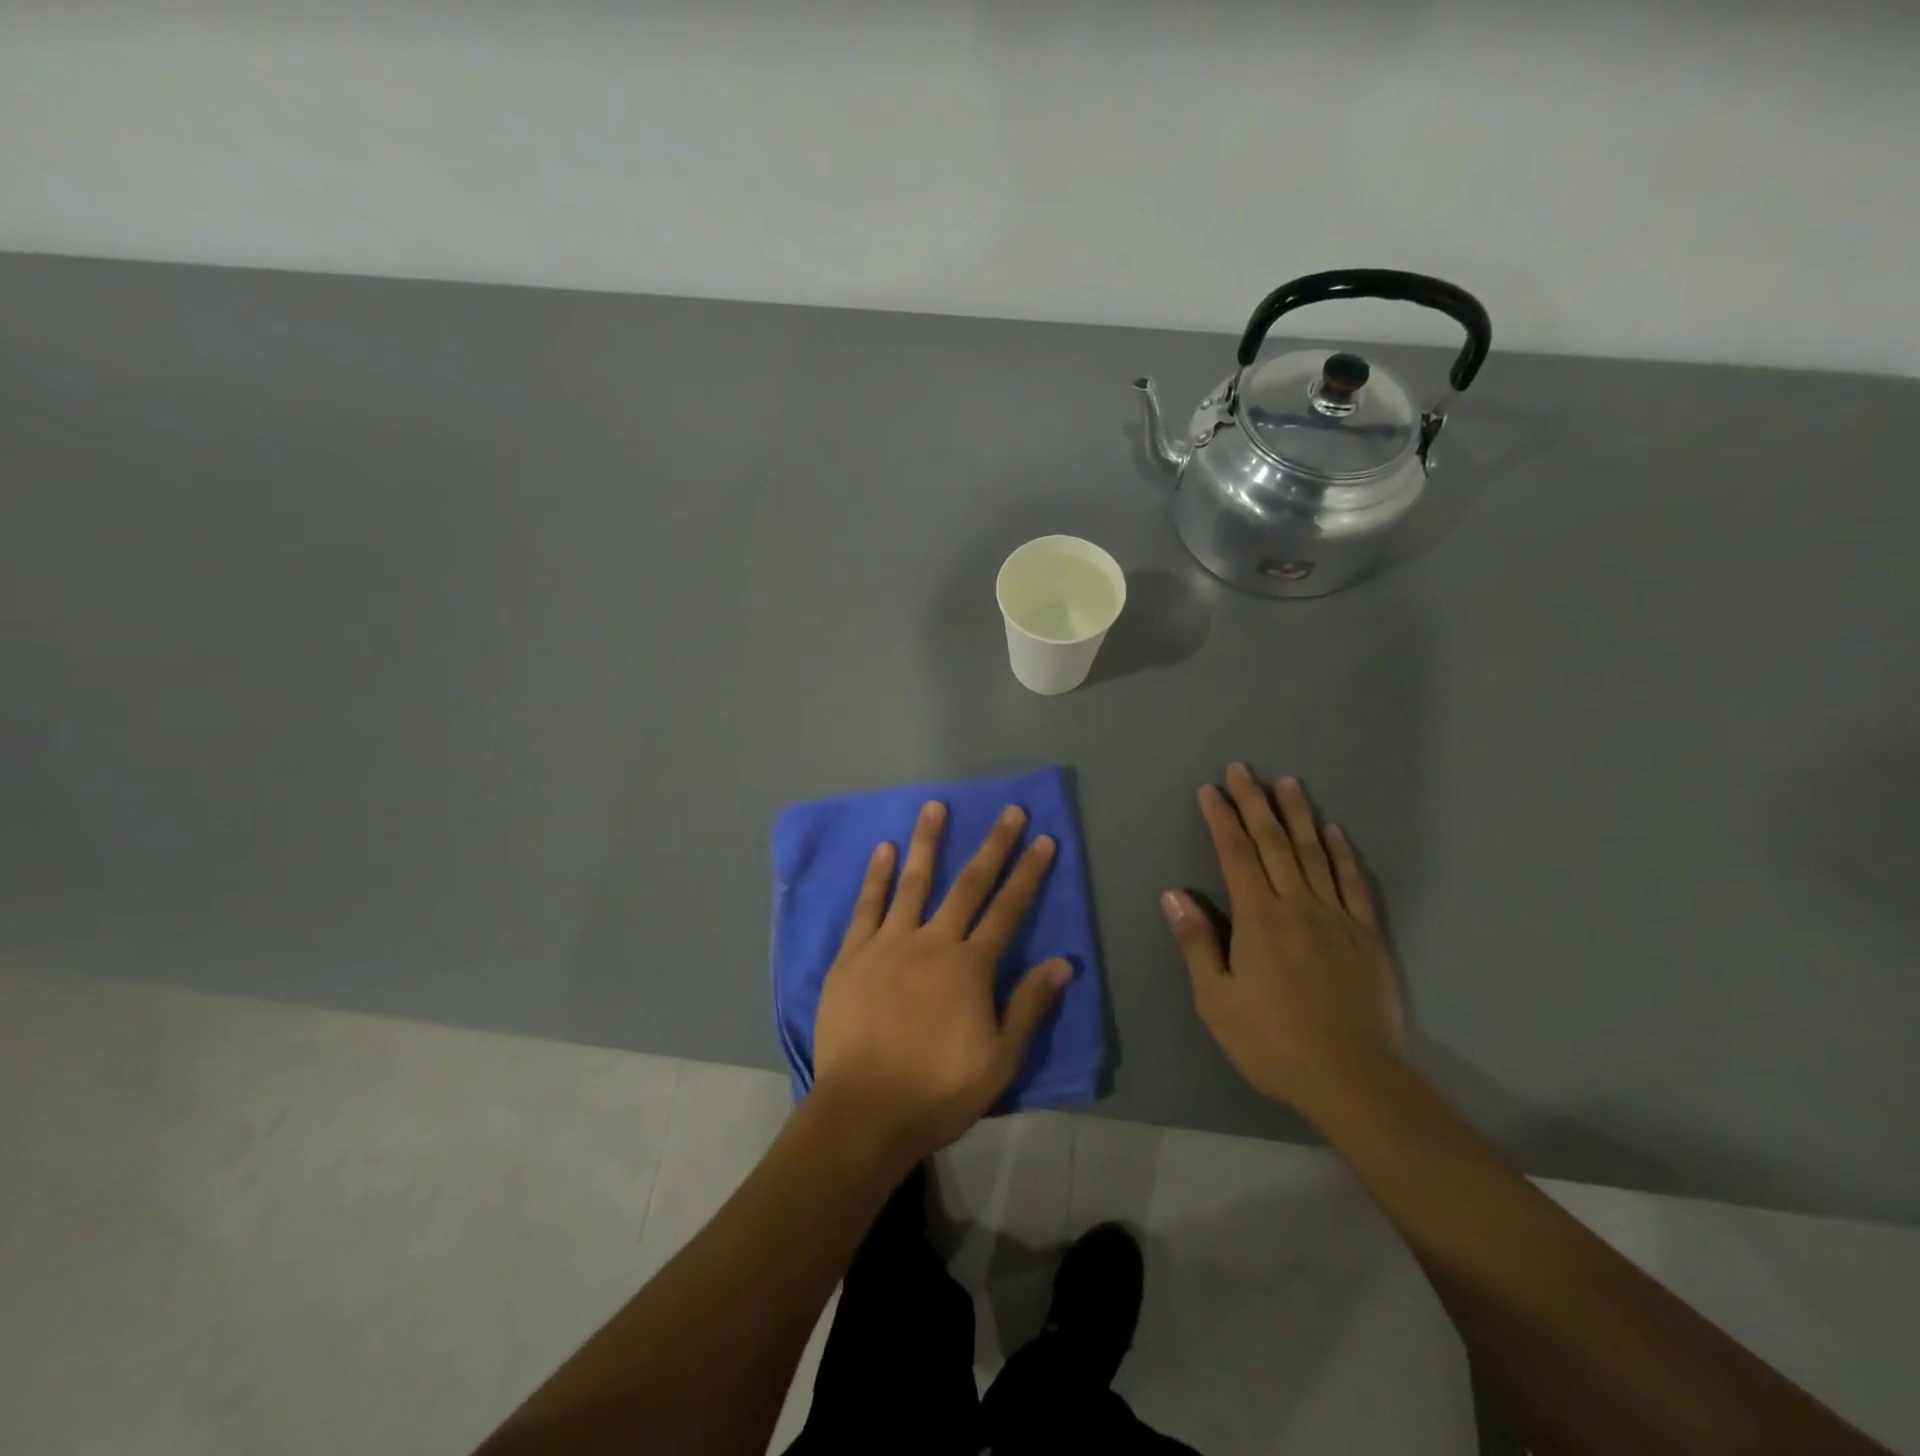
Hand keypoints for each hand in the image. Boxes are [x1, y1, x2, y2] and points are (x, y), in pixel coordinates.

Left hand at [812, 801, 1071, 1162]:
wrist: (864, 1111)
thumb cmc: (937, 1090)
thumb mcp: (999, 1060)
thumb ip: (1029, 1006)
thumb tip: (1063, 962)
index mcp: (969, 967)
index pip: (1008, 909)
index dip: (1029, 873)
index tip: (1044, 840)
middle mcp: (931, 942)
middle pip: (968, 884)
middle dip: (993, 846)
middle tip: (1009, 811)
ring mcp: (888, 944)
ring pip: (913, 882)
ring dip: (927, 842)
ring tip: (935, 806)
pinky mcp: (852, 955)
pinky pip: (867, 906)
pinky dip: (876, 876)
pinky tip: (883, 850)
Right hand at [1162, 764, 1404, 1120]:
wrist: (1354, 1080)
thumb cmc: (1272, 1042)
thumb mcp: (1216, 1000)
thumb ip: (1196, 943)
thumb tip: (1173, 894)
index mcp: (1258, 918)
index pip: (1235, 855)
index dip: (1221, 819)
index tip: (1210, 790)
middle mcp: (1298, 905)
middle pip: (1274, 843)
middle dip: (1254, 803)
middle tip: (1243, 770)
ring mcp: (1337, 917)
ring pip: (1314, 853)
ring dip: (1298, 815)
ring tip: (1287, 783)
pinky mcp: (1367, 936)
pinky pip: (1352, 883)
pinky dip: (1341, 853)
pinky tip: (1334, 832)